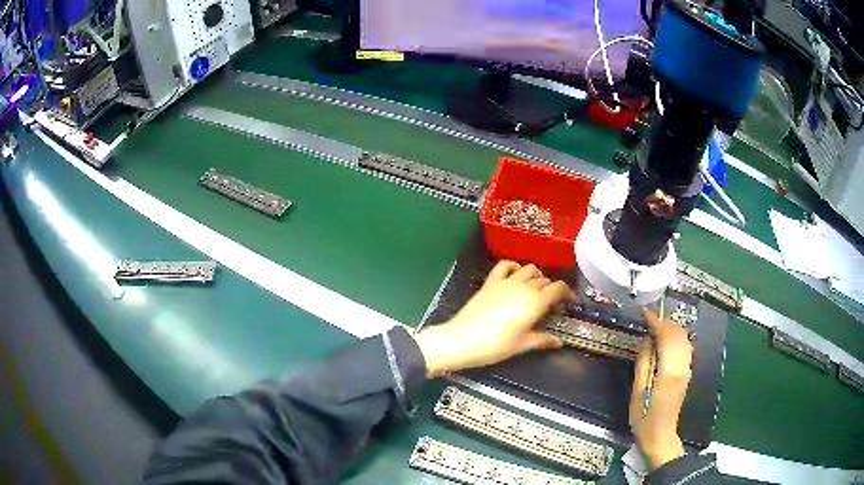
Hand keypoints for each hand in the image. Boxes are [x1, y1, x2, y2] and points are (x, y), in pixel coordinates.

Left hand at [413, 261, 575, 376]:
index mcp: (536, 302)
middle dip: (551, 288)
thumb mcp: (523, 345)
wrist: (462, 340)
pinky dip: (514, 266)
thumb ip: (543, 340)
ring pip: (528, 269)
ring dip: (536, 276)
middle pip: (544, 279)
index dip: (567, 293)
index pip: (558, 288)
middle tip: (552, 302)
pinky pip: (504, 265)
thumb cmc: (496, 346)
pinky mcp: (490, 282)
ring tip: (536, 288)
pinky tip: (516, 274)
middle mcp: (524, 287)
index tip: (569, 302)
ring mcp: (506, 282)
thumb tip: (558, 342)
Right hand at [629, 308, 693, 470]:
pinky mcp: (687, 373)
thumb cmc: (644, 418)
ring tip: (656, 326)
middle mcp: (682, 366)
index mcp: (669, 371)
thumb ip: (643, 363)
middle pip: (678, 334)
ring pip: (684, 339)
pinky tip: (666, 340)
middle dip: (664, 321)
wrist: (660, 435)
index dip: (656, 321)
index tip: (644, 312)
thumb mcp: (638, 392)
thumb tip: (646, 340)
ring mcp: (687, 369)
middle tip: (649, 318)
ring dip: (672, 328)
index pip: (666, 336)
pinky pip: (685, 347)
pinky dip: (676, 337)